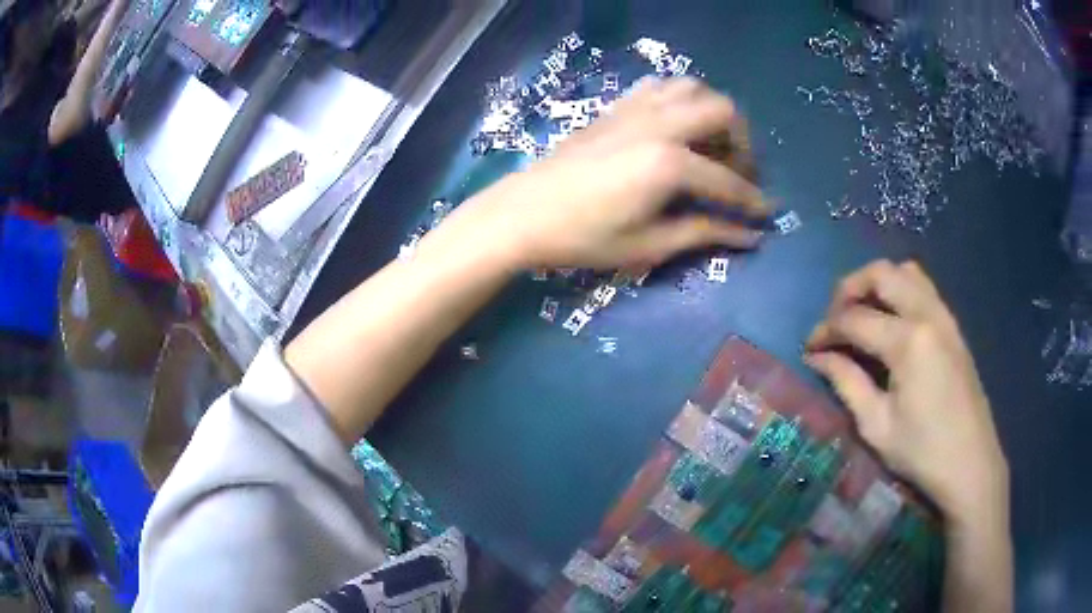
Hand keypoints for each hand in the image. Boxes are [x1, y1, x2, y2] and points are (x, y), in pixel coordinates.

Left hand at [443, 77, 768, 270]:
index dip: (752, 200)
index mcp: (669, 163)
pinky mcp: (616, 107)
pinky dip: (680, 100)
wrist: (523, 213)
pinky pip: (660, 87)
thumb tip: (749, 236)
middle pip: (723, 111)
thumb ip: (703, 233)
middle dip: (741, 142)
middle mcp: (660, 124)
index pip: (728, 181)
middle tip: (736, 173)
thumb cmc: (583, 237)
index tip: (768, 213)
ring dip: (712, 113)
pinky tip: (675, 127)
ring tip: (710, 145)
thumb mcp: (648, 244)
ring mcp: (635, 109)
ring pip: (693, 88)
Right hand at [804, 260, 1008, 525]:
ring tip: (861, 313)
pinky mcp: (953, 326)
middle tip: (833, 320)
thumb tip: (817, 357)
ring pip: (905, 271)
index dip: (826, 330)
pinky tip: (891, 321)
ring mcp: (945, 316)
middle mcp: (927, 314)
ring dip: (877, 283)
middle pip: (881, 273)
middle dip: (848, 289)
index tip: (808, 348)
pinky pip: (923, 287)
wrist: (971, 464)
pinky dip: (899, 290)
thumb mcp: (876, 426)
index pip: (855, 318)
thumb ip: (846, 382)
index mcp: (908, 341)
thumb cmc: (922, 452)